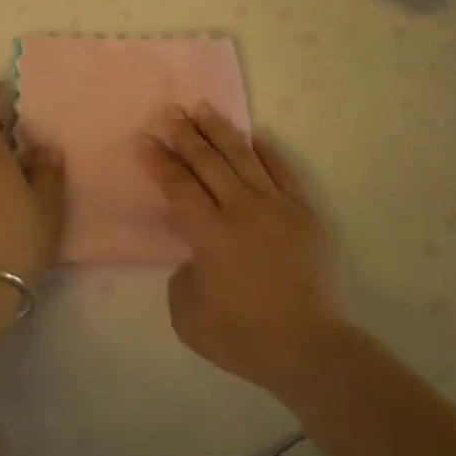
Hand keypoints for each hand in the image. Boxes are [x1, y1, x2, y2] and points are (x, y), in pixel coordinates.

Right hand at [145, 106, 346, 394]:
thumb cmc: (244, 337)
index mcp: (210, 233)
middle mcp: (241, 209)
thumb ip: (183, 276)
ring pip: (243, 157)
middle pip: (208, 162)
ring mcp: (277, 206)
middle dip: (186, 135)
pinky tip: (255, 136)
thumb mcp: (189, 315)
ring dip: (220, 130)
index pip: (178, 186)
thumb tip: (195, 256)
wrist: (311, 347)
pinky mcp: (304, 213)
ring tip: (204, 108)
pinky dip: (267, 151)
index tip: (144, 140)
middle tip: (171, 112)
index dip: (158, 162)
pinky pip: (283, 171)